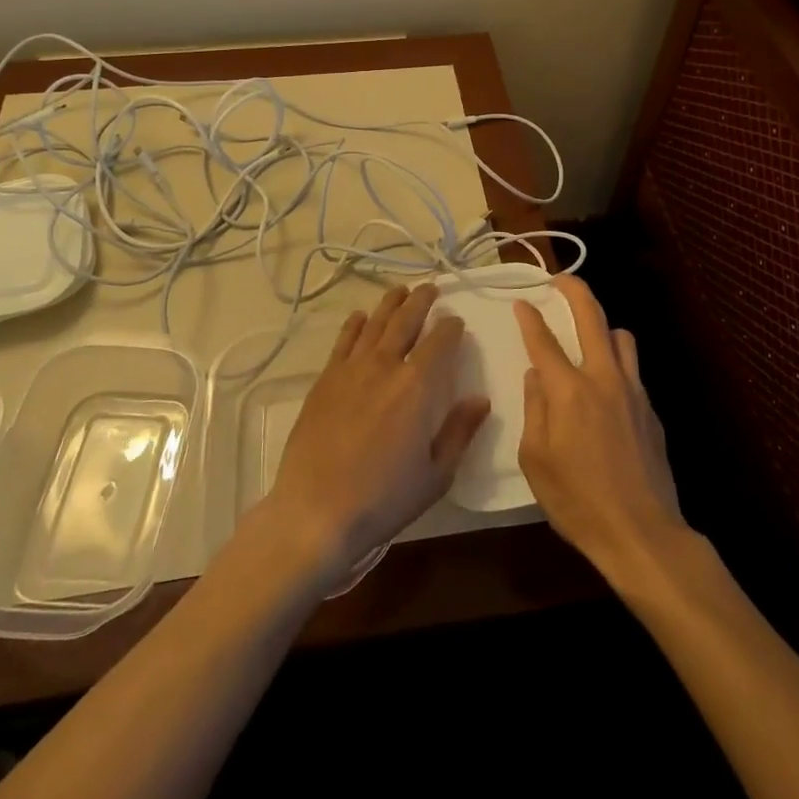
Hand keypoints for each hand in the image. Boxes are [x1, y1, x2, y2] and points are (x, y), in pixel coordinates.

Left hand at [265, 284, 490, 587]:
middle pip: (406, 320)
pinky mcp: (325, 380)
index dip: (450, 327)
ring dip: (390, 304)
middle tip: (430, 288)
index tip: (456, 322)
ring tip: (400, 291)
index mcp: (417, 385)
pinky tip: (360, 317)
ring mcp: (351, 369)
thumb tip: (481, 399)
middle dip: (421, 301)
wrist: (317, 511)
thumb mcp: (436, 474)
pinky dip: (355, 325)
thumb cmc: (384, 498)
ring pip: (375, 323)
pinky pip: (344, 341)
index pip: (440, 341)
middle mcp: (385, 365)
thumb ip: (460, 431)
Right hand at [516, 276, 687, 585]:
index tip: (521, 301)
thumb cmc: (578, 501)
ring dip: (602, 327)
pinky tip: (606, 389)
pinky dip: (617, 364)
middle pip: (592, 317)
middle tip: (561, 280)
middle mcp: (603, 378)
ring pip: (621, 337)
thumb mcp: (536, 460)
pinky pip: (632, 370)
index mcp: (569, 390)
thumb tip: (536, 376)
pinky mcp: (651, 410)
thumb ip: (534, 409)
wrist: (642, 534)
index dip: (530, 317)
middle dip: (575, 290)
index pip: (544, 340)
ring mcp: (633, 391)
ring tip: (588, 338)